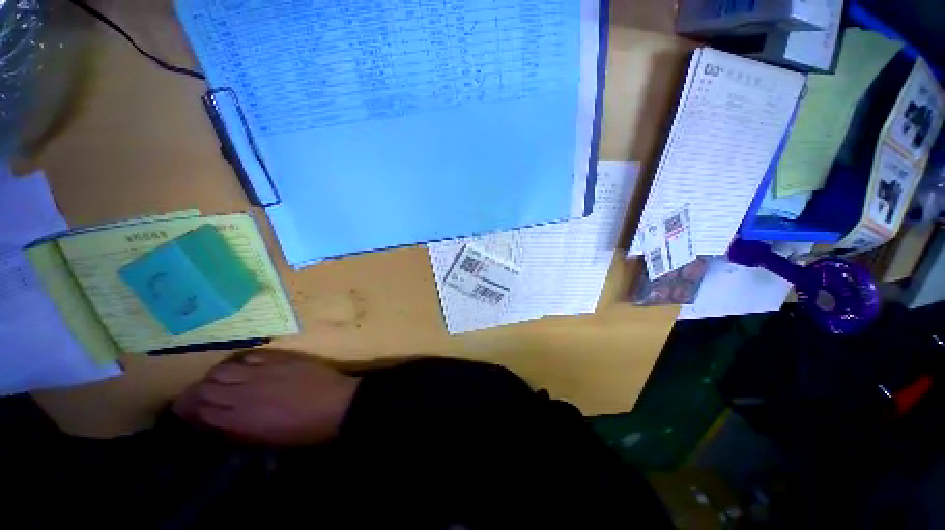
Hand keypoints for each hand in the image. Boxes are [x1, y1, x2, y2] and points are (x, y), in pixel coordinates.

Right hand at [173, 349, 360, 446]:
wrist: (337, 404)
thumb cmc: (304, 430)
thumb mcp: (265, 441)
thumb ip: (237, 431)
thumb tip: (216, 423)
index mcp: (238, 420)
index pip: (198, 411)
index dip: (188, 410)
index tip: (185, 411)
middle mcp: (243, 393)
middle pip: (205, 388)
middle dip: (196, 393)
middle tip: (199, 396)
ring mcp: (261, 372)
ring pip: (222, 370)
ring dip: (215, 376)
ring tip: (218, 380)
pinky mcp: (279, 358)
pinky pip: (249, 356)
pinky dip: (239, 361)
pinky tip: (241, 366)